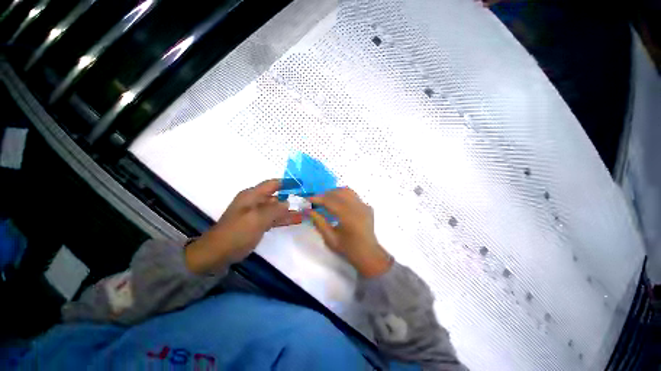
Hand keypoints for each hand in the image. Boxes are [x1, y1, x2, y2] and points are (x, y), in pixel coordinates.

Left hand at [185, 179, 302, 273]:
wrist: (217, 254)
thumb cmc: (236, 233)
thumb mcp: (256, 219)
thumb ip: (275, 209)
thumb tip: (289, 202)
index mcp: (253, 195)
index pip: (274, 184)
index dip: (288, 183)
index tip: (302, 184)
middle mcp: (256, 202)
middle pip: (278, 196)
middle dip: (293, 197)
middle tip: (308, 201)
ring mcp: (258, 214)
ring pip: (278, 208)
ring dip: (291, 209)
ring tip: (307, 210)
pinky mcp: (259, 224)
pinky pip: (275, 218)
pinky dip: (285, 218)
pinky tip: (297, 219)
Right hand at [308, 188, 391, 277]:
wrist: (368, 254)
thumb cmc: (348, 249)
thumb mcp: (330, 238)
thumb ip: (319, 223)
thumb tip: (308, 211)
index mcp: (348, 217)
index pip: (330, 201)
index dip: (318, 199)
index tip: (309, 199)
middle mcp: (357, 208)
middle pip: (339, 192)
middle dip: (326, 194)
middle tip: (317, 201)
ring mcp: (364, 206)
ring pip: (347, 191)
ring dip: (335, 192)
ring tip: (327, 199)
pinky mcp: (367, 207)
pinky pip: (354, 196)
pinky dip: (344, 196)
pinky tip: (340, 204)